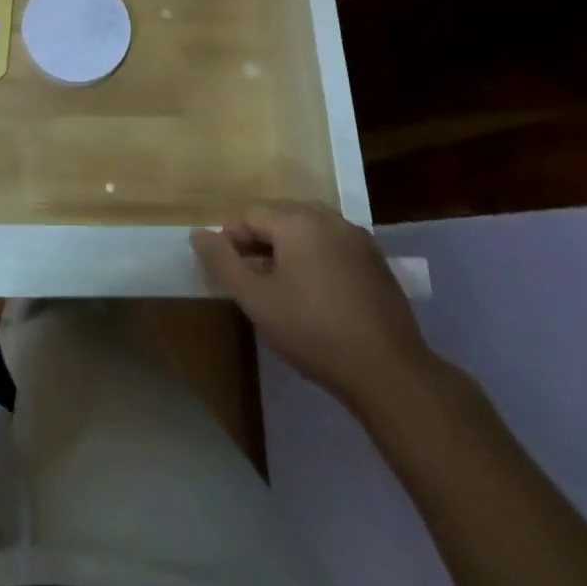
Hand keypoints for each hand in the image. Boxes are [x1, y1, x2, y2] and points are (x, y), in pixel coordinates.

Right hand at [192, 203, 432, 412]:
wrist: (389, 372)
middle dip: (260, 241)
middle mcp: (327, 216)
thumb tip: (197, 233)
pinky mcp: (376, 258)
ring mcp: (356, 236)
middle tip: (253, 279)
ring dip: (288, 247)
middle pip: (279, 215)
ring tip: (282, 286)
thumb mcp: (257, 301)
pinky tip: (317, 292)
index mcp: (296, 220)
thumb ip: (223, 263)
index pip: (250, 214)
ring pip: (307, 228)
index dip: (231, 239)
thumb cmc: (314, 332)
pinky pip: (332, 243)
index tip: (229, 272)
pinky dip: (316, 256)